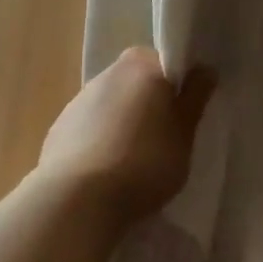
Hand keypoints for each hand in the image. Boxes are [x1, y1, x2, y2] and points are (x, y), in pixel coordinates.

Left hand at [38, 48, 214, 220]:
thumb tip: (204, 69)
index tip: (185, 114)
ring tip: (135, 162)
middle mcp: (106, 74)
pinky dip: (100, 142)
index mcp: (141, 66)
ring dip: (124, 123)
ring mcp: (77, 101)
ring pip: (112, 106)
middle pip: (136, 83)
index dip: (178, 86)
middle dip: (150, 104)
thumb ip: (195, 98)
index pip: (165, 63)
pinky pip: (90, 130)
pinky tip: (107, 172)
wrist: (79, 199)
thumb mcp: (184, 133)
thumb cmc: (145, 161)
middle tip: (165, 139)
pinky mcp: (58, 130)